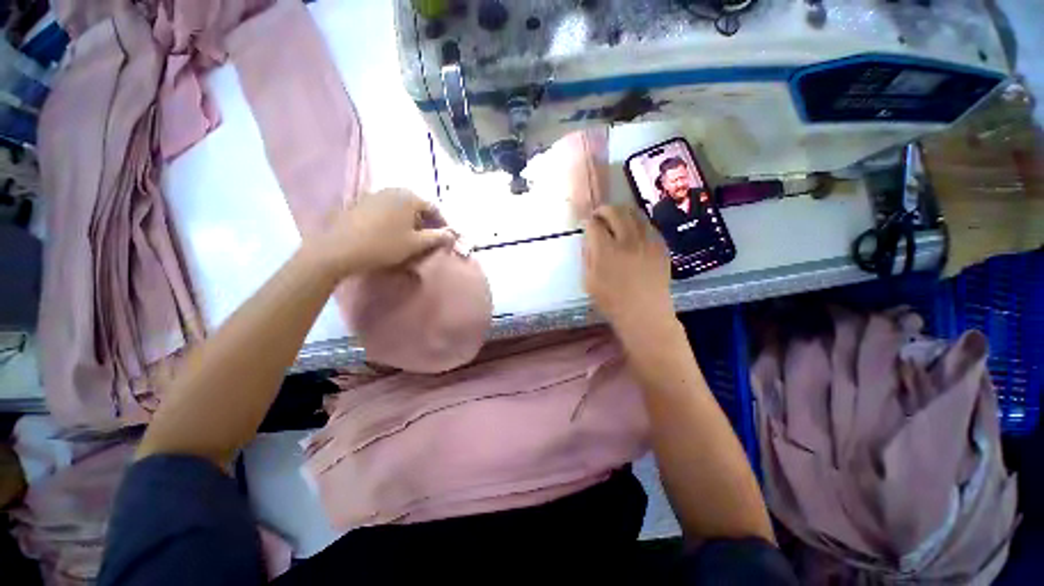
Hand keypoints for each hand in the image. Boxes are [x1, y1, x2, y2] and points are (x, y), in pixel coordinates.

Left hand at [303, 188, 455, 278]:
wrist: (341, 249)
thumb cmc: (384, 245)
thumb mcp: (415, 244)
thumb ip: (437, 238)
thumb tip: (452, 234)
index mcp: (409, 197)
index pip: (434, 207)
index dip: (443, 223)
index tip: (446, 237)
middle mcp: (393, 190)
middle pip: (417, 204)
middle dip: (426, 220)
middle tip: (429, 237)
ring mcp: (375, 194)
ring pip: (401, 206)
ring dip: (410, 219)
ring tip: (411, 236)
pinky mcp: (362, 202)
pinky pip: (386, 208)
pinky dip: (395, 218)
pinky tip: (391, 231)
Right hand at [583, 205, 673, 333]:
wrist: (645, 314)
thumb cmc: (612, 301)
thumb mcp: (589, 281)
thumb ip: (587, 256)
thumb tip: (588, 238)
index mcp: (607, 251)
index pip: (594, 225)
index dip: (588, 222)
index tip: (586, 224)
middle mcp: (628, 241)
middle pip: (615, 212)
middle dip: (604, 210)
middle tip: (599, 215)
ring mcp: (648, 242)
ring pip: (634, 214)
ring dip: (622, 212)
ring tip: (615, 218)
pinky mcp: (661, 246)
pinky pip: (648, 225)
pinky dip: (637, 223)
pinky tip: (632, 230)